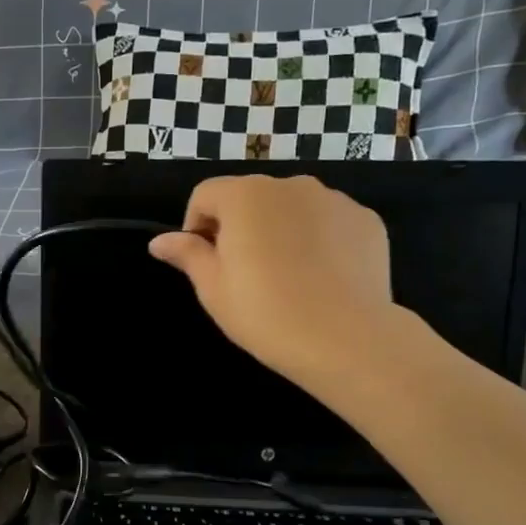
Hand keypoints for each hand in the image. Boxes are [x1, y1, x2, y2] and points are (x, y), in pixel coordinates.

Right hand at [148, 175, 411, 390]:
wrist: (345, 339)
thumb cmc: (265, 313)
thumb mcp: (213, 288)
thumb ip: (188, 255)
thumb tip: (159, 241)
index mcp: (245, 196)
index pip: (205, 195)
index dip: (196, 226)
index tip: (204, 264)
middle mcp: (290, 185)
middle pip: (251, 197)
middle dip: (241, 226)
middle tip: (245, 274)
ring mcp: (334, 200)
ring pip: (292, 208)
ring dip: (281, 230)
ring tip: (287, 277)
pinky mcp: (367, 221)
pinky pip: (330, 223)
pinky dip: (320, 240)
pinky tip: (322, 279)